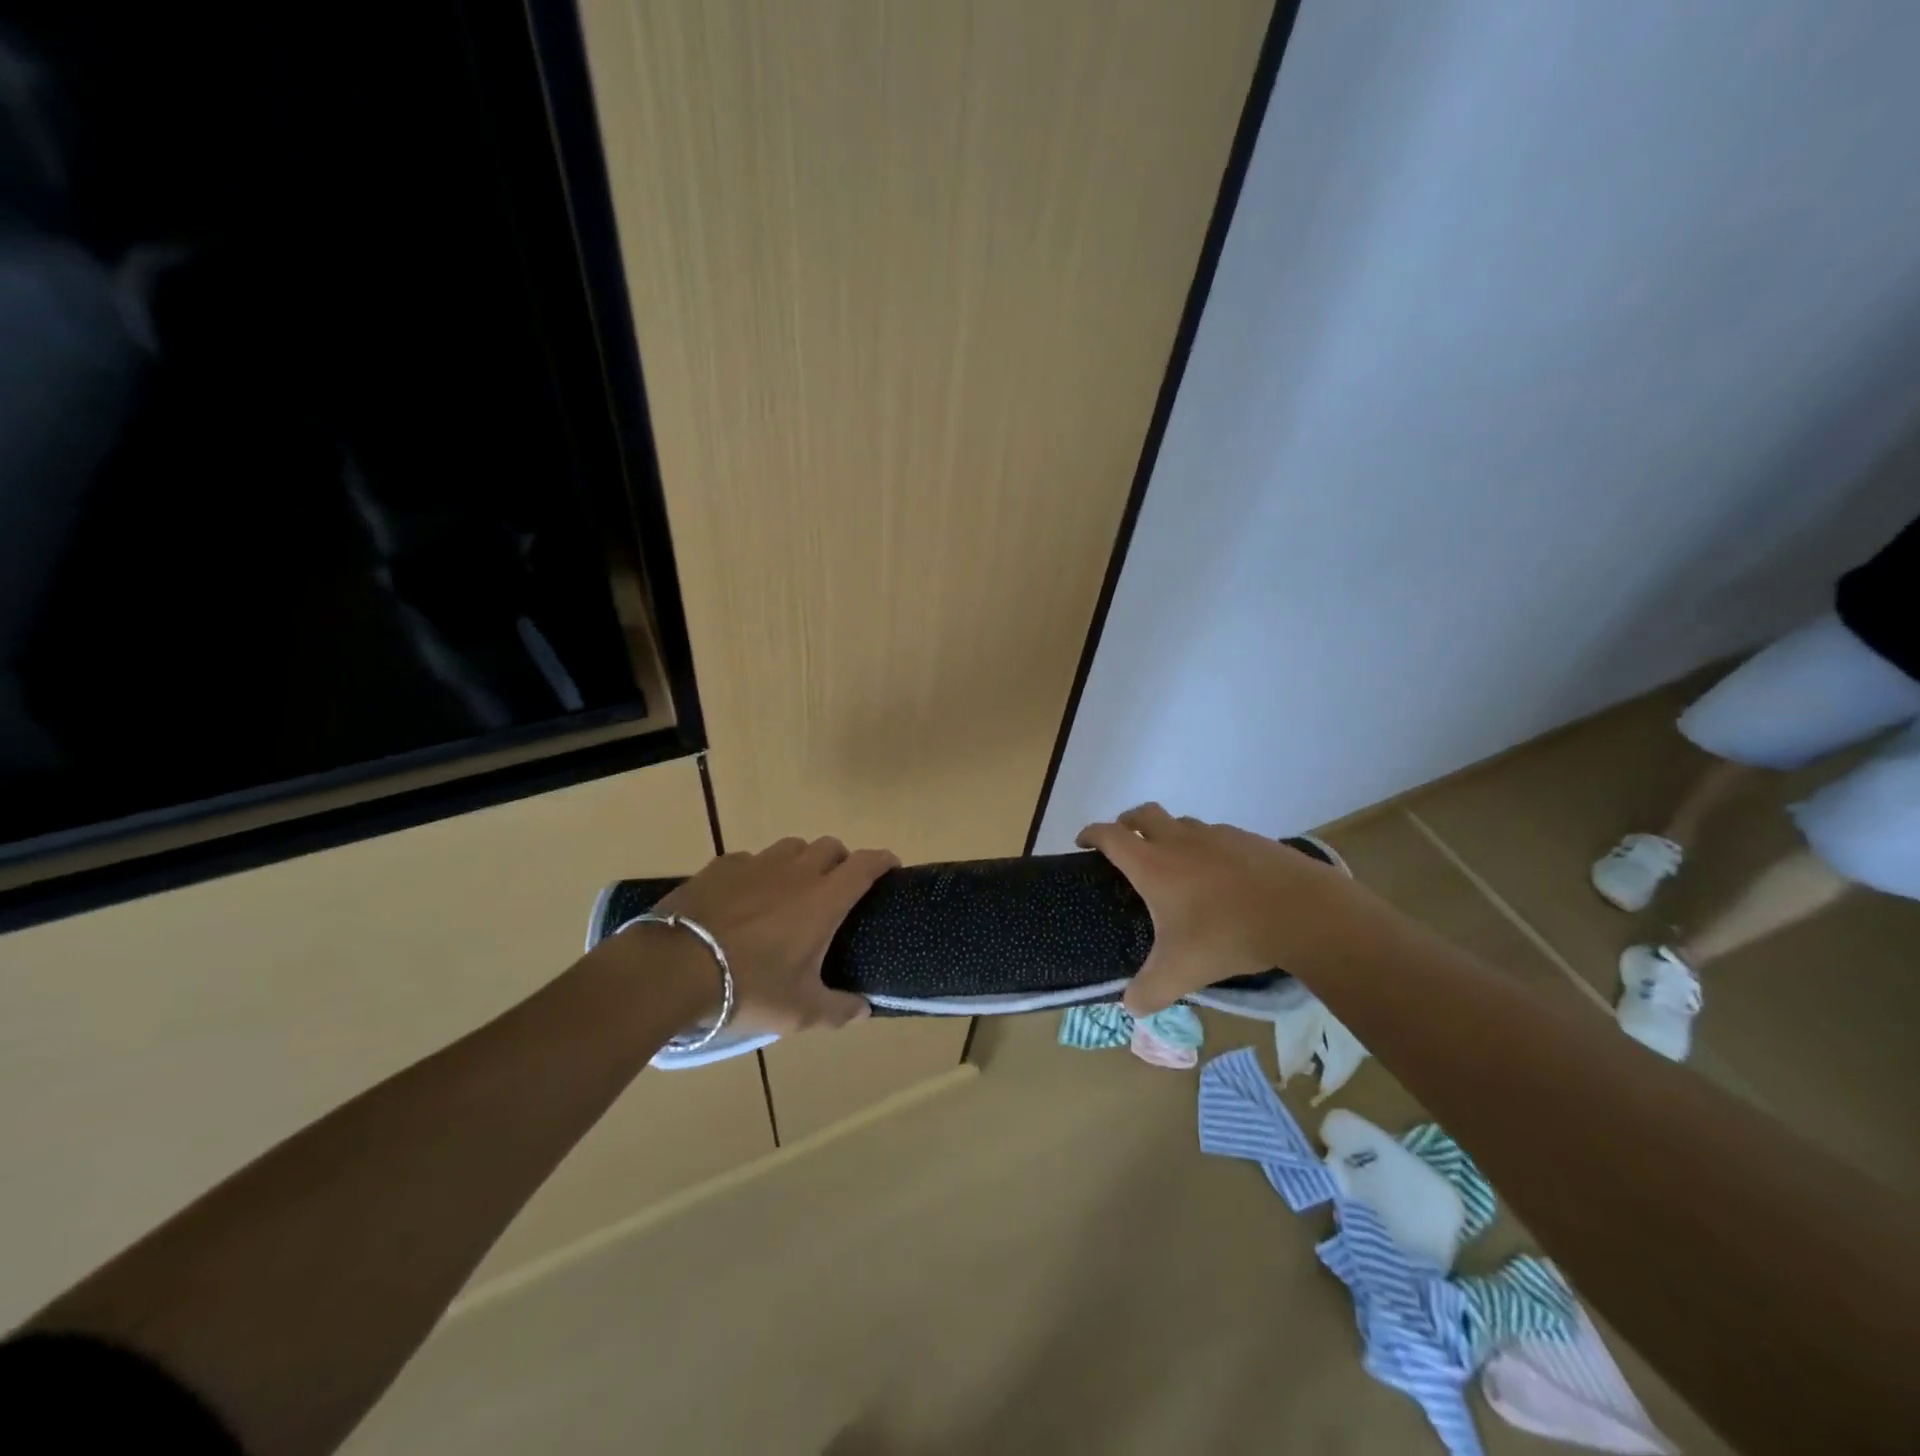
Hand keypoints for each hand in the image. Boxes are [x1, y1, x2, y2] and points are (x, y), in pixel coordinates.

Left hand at [648, 836, 900, 1033]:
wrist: (673, 969)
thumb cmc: (748, 988)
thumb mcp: (800, 1011)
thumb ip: (839, 1009)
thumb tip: (864, 1009)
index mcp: (824, 899)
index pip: (866, 864)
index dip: (883, 861)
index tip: (891, 868)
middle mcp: (796, 871)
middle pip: (830, 847)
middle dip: (841, 861)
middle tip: (837, 889)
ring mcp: (756, 863)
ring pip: (791, 847)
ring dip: (801, 861)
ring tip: (792, 890)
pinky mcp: (721, 866)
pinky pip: (751, 859)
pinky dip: (759, 872)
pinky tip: (746, 897)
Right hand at [1077, 803, 1361, 1014]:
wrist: (1300, 911)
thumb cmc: (1228, 935)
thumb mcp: (1181, 973)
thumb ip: (1149, 992)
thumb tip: (1129, 1008)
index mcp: (1153, 864)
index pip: (1110, 835)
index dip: (1091, 834)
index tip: (1083, 843)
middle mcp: (1179, 840)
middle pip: (1142, 813)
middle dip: (1127, 823)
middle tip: (1125, 844)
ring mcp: (1215, 835)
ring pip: (1181, 823)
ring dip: (1168, 833)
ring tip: (1175, 864)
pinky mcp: (1248, 838)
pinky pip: (1216, 835)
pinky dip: (1206, 846)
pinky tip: (1221, 875)